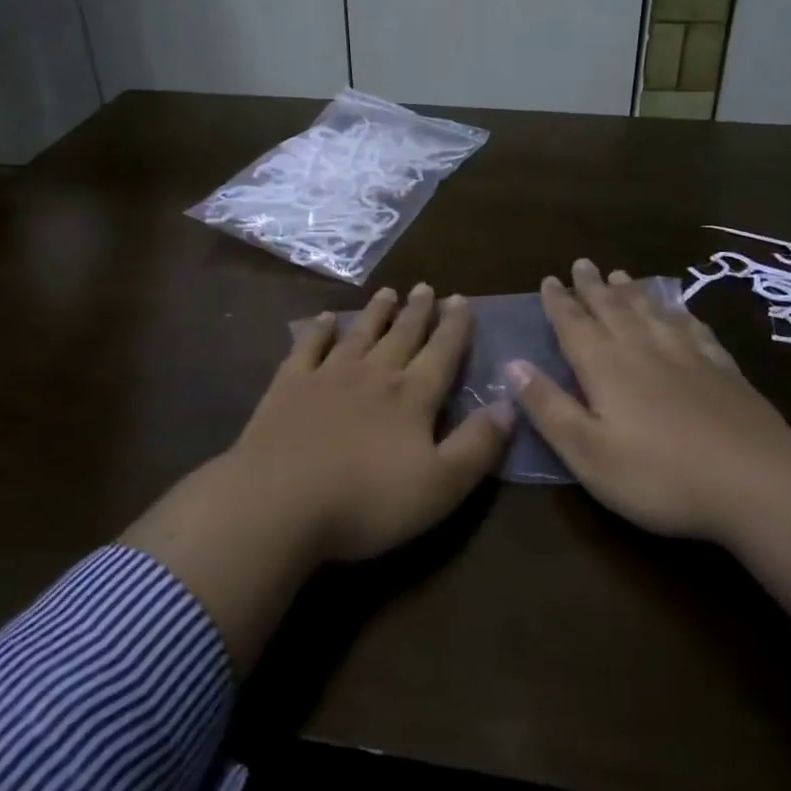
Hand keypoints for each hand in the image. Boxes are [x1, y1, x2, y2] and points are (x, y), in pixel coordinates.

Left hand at [222, 284, 513, 563]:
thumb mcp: (440, 486)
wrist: (279, 503)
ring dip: (376, 312)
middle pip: (402, 335)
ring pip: (360, 334)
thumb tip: (510, 406)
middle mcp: (374, 374)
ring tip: (388, 292)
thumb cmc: (366, 501)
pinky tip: (326, 317)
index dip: (455, 327)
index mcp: (411, 397)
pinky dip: (319, 329)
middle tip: (426, 287)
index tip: (461, 299)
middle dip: (418, 311)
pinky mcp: (289, 386)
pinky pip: (308, 347)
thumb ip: (477, 445)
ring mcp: (328, 375)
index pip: (442, 353)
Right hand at [505, 259, 790, 541]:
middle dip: (593, 286)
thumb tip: (511, 364)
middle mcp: (642, 349)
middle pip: (612, 308)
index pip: (574, 325)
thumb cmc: (659, 475)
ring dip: (632, 292)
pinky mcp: (722, 369)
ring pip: (651, 312)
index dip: (558, 302)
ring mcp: (687, 355)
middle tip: (582, 263)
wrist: (756, 481)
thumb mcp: (588, 451)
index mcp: (605, 366)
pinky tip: (679, 311)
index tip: (550, 279)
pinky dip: (679, 314)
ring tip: (621, 274)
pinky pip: (693, 329)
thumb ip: (548, 407)